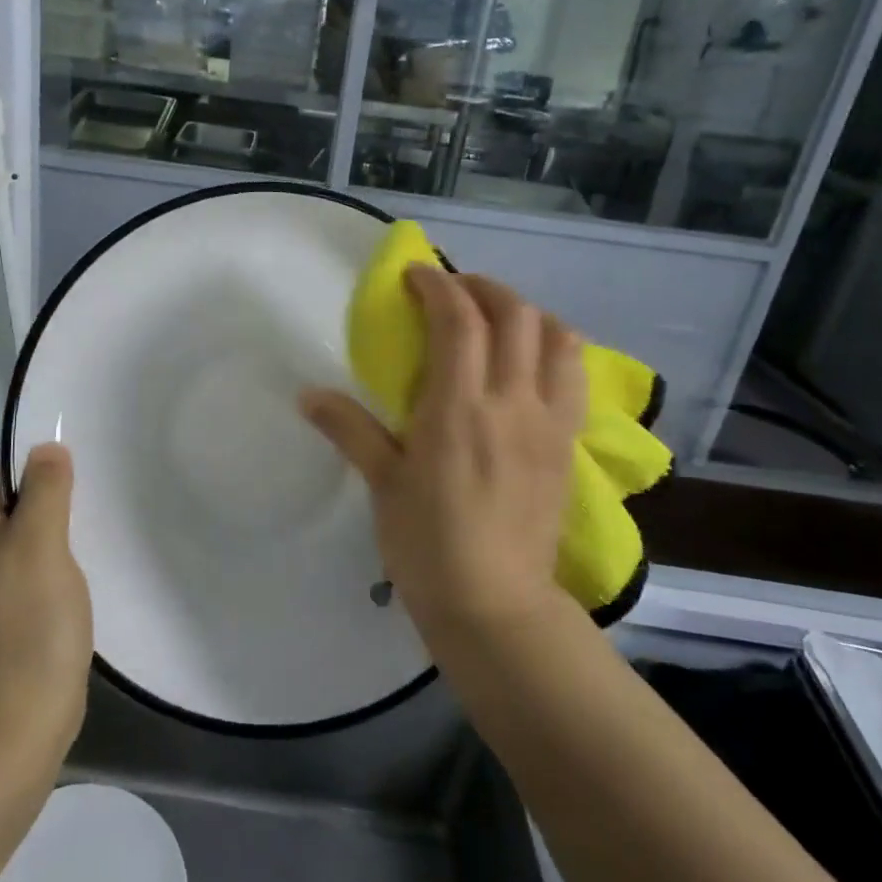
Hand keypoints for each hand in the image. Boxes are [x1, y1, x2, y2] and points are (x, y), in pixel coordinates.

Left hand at [0, 445, 91, 770]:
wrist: (6, 735)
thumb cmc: (24, 628)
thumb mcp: (39, 544)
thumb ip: (45, 491)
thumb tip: (46, 448)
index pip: (5, 475)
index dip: (42, 466)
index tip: (87, 465)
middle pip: (17, 511)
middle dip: (57, 503)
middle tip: (102, 499)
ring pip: (29, 548)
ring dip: (61, 541)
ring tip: (102, 533)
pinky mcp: (6, 629)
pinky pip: (35, 583)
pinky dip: (59, 575)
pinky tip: (85, 580)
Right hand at [302, 267, 587, 633]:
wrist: (494, 605)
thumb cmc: (427, 545)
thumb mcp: (382, 484)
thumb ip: (349, 429)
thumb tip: (306, 394)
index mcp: (458, 409)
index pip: (459, 320)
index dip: (437, 285)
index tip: (414, 276)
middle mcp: (512, 403)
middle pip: (515, 314)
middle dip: (482, 287)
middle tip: (452, 292)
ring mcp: (549, 422)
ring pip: (557, 338)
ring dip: (526, 313)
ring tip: (497, 319)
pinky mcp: (567, 444)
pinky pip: (575, 376)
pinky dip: (554, 349)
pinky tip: (530, 362)